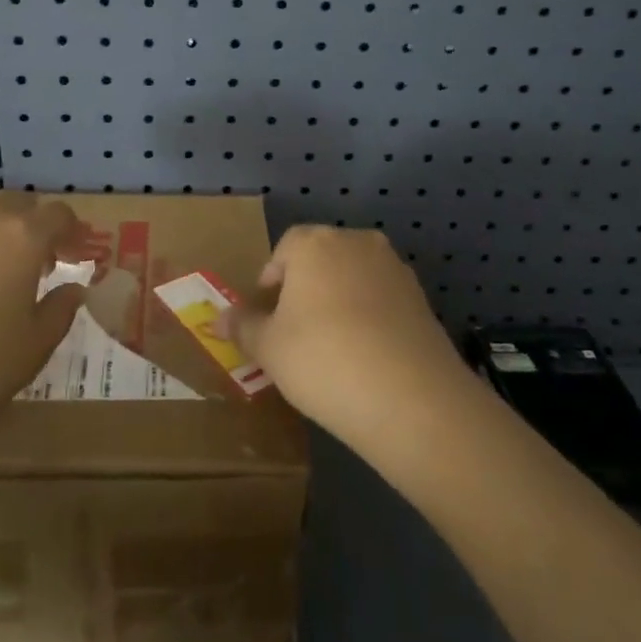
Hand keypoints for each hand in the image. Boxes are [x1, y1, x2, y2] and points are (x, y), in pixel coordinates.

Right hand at [223, 225, 471, 458]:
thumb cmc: (322, 360)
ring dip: (338, 302)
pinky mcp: (422, 299)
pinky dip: (368, 318)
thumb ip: (243, 327)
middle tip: (293, 333)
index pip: (284, 249)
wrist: (411, 399)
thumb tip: (218, 318)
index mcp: (315, 243)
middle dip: (304, 289)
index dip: (270, 282)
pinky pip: (381, 300)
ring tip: (330, 348)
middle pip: (321, 259)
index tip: (266, 317)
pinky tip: (364, 357)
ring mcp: (395, 269)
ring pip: (353, 279)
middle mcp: (357, 243)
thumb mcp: (269, 348)